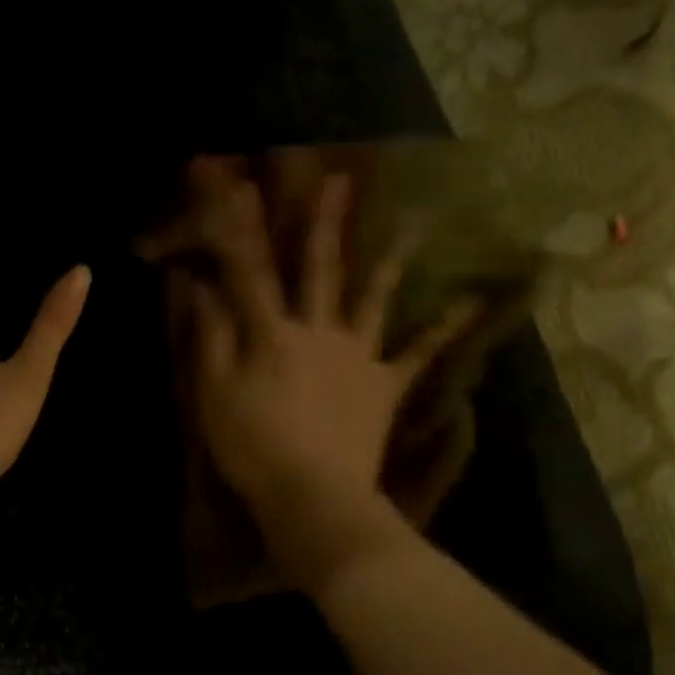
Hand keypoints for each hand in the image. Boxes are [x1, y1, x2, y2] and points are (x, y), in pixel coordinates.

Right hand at [192, 172, 472, 583]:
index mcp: (273, 334)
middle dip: (324, 222)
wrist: (312, 496)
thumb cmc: (252, 447)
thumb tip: (203, 286)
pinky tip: (471, 301)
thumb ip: (212, 336)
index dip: (243, 228)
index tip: (241, 186)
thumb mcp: (214, 393)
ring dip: (389, 256)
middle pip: (319, 269)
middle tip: (338, 178)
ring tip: (415, 218)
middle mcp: (318, 331)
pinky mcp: (385, 385)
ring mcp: (358, 355)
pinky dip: (444, 327)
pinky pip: (419, 353)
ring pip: (373, 296)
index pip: (253, 272)